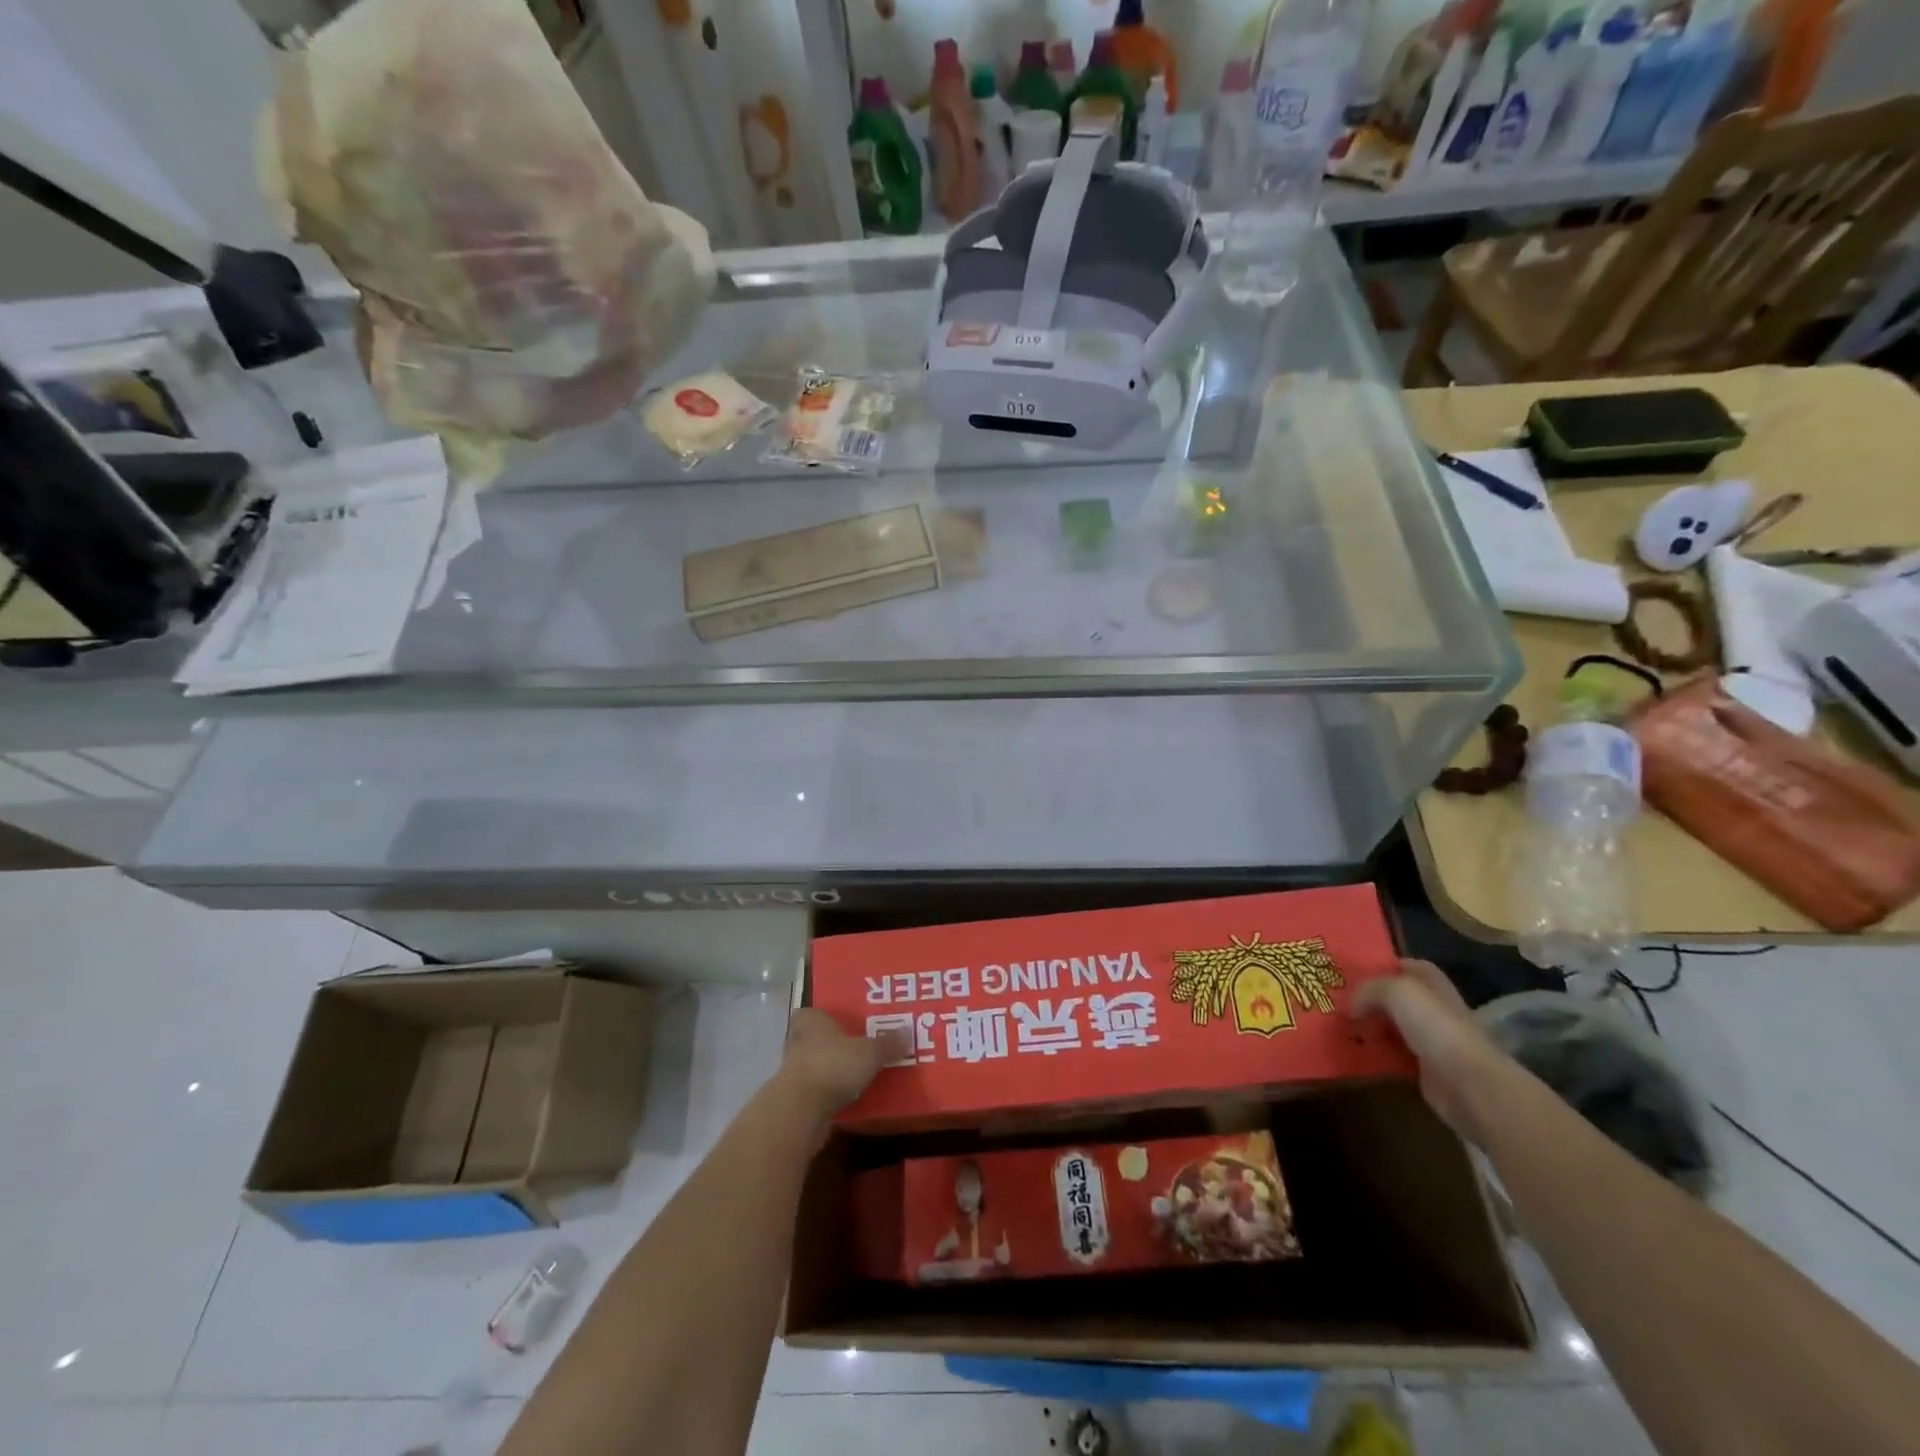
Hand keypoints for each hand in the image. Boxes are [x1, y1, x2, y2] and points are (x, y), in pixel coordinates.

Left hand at [780, 1009, 905, 1114]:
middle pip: (820, 1038)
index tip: (853, 1022)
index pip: (818, 1011)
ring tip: (863, 1073)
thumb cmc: (832, 1066)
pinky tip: (852, 1097)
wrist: (800, 1111)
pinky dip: (832, 1092)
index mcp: (812, 1020)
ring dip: (836, 1069)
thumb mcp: (869, 1052)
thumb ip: (888, 1043)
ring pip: (820, 1064)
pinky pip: (820, 1089)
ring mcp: (794, 1070)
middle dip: (839, 1044)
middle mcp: (799, 1040)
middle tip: (865, 1047)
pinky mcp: (796, 1098)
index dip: (834, 1016)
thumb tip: (908, 1033)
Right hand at [1352, 959, 1511, 1143]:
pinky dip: (1376, 1052)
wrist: (1468, 1084)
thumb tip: (1351, 1008)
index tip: (1351, 972)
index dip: (1382, 965)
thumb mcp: (1396, 992)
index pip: (1406, 965)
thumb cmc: (1436, 1027)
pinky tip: (1356, 1050)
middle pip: (1396, 996)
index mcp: (1432, 983)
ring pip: (1392, 1025)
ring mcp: (1431, 1039)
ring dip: (1370, 1026)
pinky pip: (1393, 1053)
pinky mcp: (1425, 1067)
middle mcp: (1433, 1008)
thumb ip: (1368, 990)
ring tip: (1340, 1025)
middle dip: (1369, 997)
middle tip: (1338, 1000)